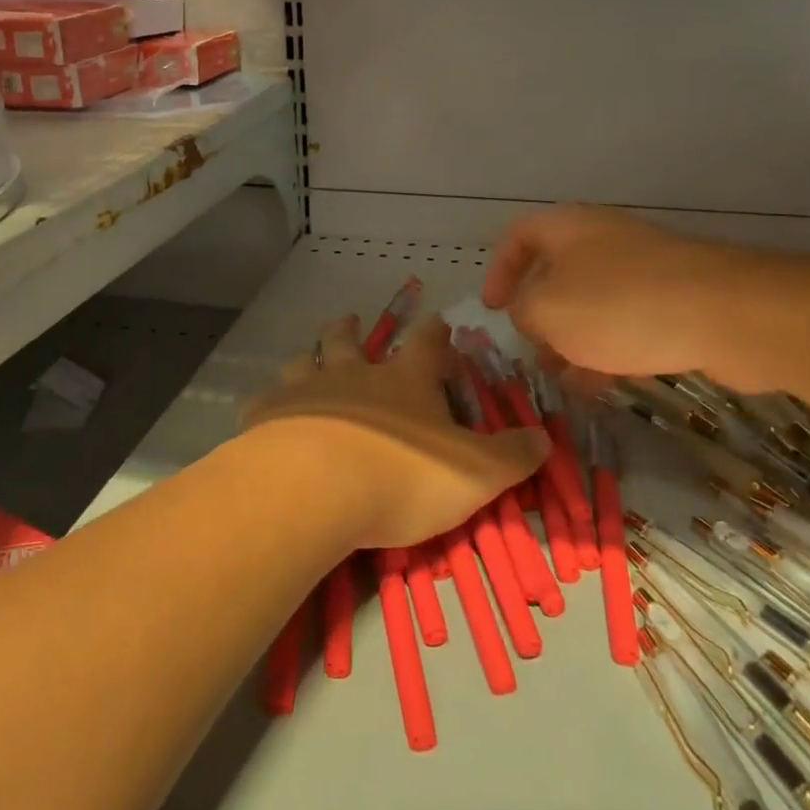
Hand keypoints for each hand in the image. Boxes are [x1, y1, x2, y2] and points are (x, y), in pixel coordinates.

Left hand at [242, 314, 548, 550]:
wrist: (317, 488)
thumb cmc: (403, 476)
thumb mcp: (476, 473)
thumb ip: (512, 455)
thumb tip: (545, 437)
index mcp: (404, 380)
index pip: (426, 343)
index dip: (435, 333)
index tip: (438, 322)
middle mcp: (353, 373)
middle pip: (350, 339)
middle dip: (353, 329)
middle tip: (352, 321)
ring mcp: (306, 390)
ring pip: (305, 360)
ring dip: (310, 356)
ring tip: (309, 357)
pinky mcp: (267, 416)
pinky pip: (264, 400)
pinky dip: (268, 402)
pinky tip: (265, 410)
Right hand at [482, 205, 764, 391]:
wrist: (726, 314)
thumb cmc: (619, 304)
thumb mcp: (548, 310)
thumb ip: (523, 312)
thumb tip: (529, 314)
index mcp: (568, 228)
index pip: (518, 236)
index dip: (498, 270)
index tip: (492, 309)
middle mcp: (603, 240)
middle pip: (556, 271)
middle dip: (538, 313)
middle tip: (530, 350)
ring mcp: (643, 269)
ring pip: (592, 302)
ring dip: (571, 338)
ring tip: (561, 378)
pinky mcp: (675, 299)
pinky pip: (627, 322)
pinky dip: (607, 349)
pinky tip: (599, 386)